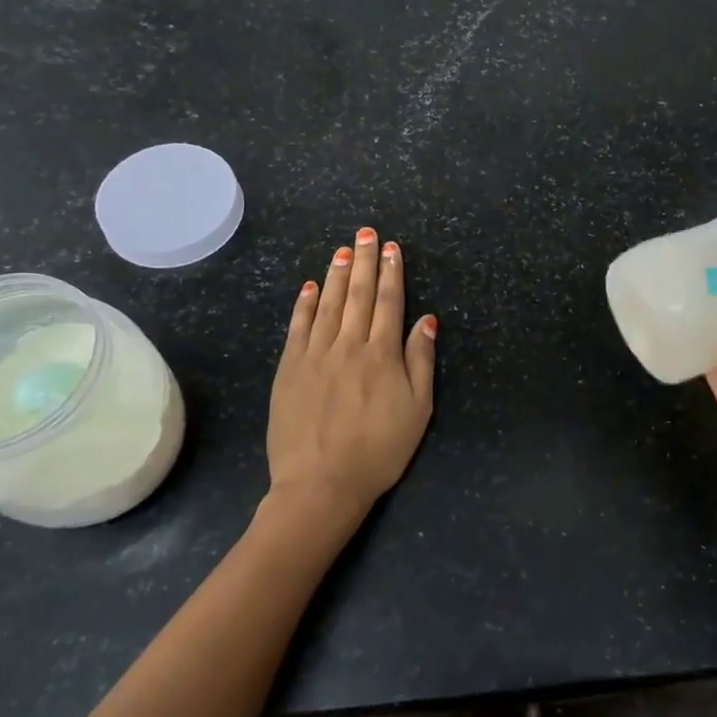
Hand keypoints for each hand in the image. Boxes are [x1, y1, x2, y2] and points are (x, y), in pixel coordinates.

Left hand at [267, 228, 436, 527]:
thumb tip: (427, 320)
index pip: (389, 302)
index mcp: (382, 354)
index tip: (392, 248)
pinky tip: (309, 286)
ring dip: (336, 274)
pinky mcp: (289, 369)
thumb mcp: (418, 410)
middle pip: (358, 294)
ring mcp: (315, 355)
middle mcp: (348, 345)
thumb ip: (421, 361)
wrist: (321, 483)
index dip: (391, 272)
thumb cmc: (379, 450)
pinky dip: (304, 304)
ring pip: (327, 304)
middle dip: (364, 261)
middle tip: (366, 233)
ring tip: (343, 250)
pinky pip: (298, 327)